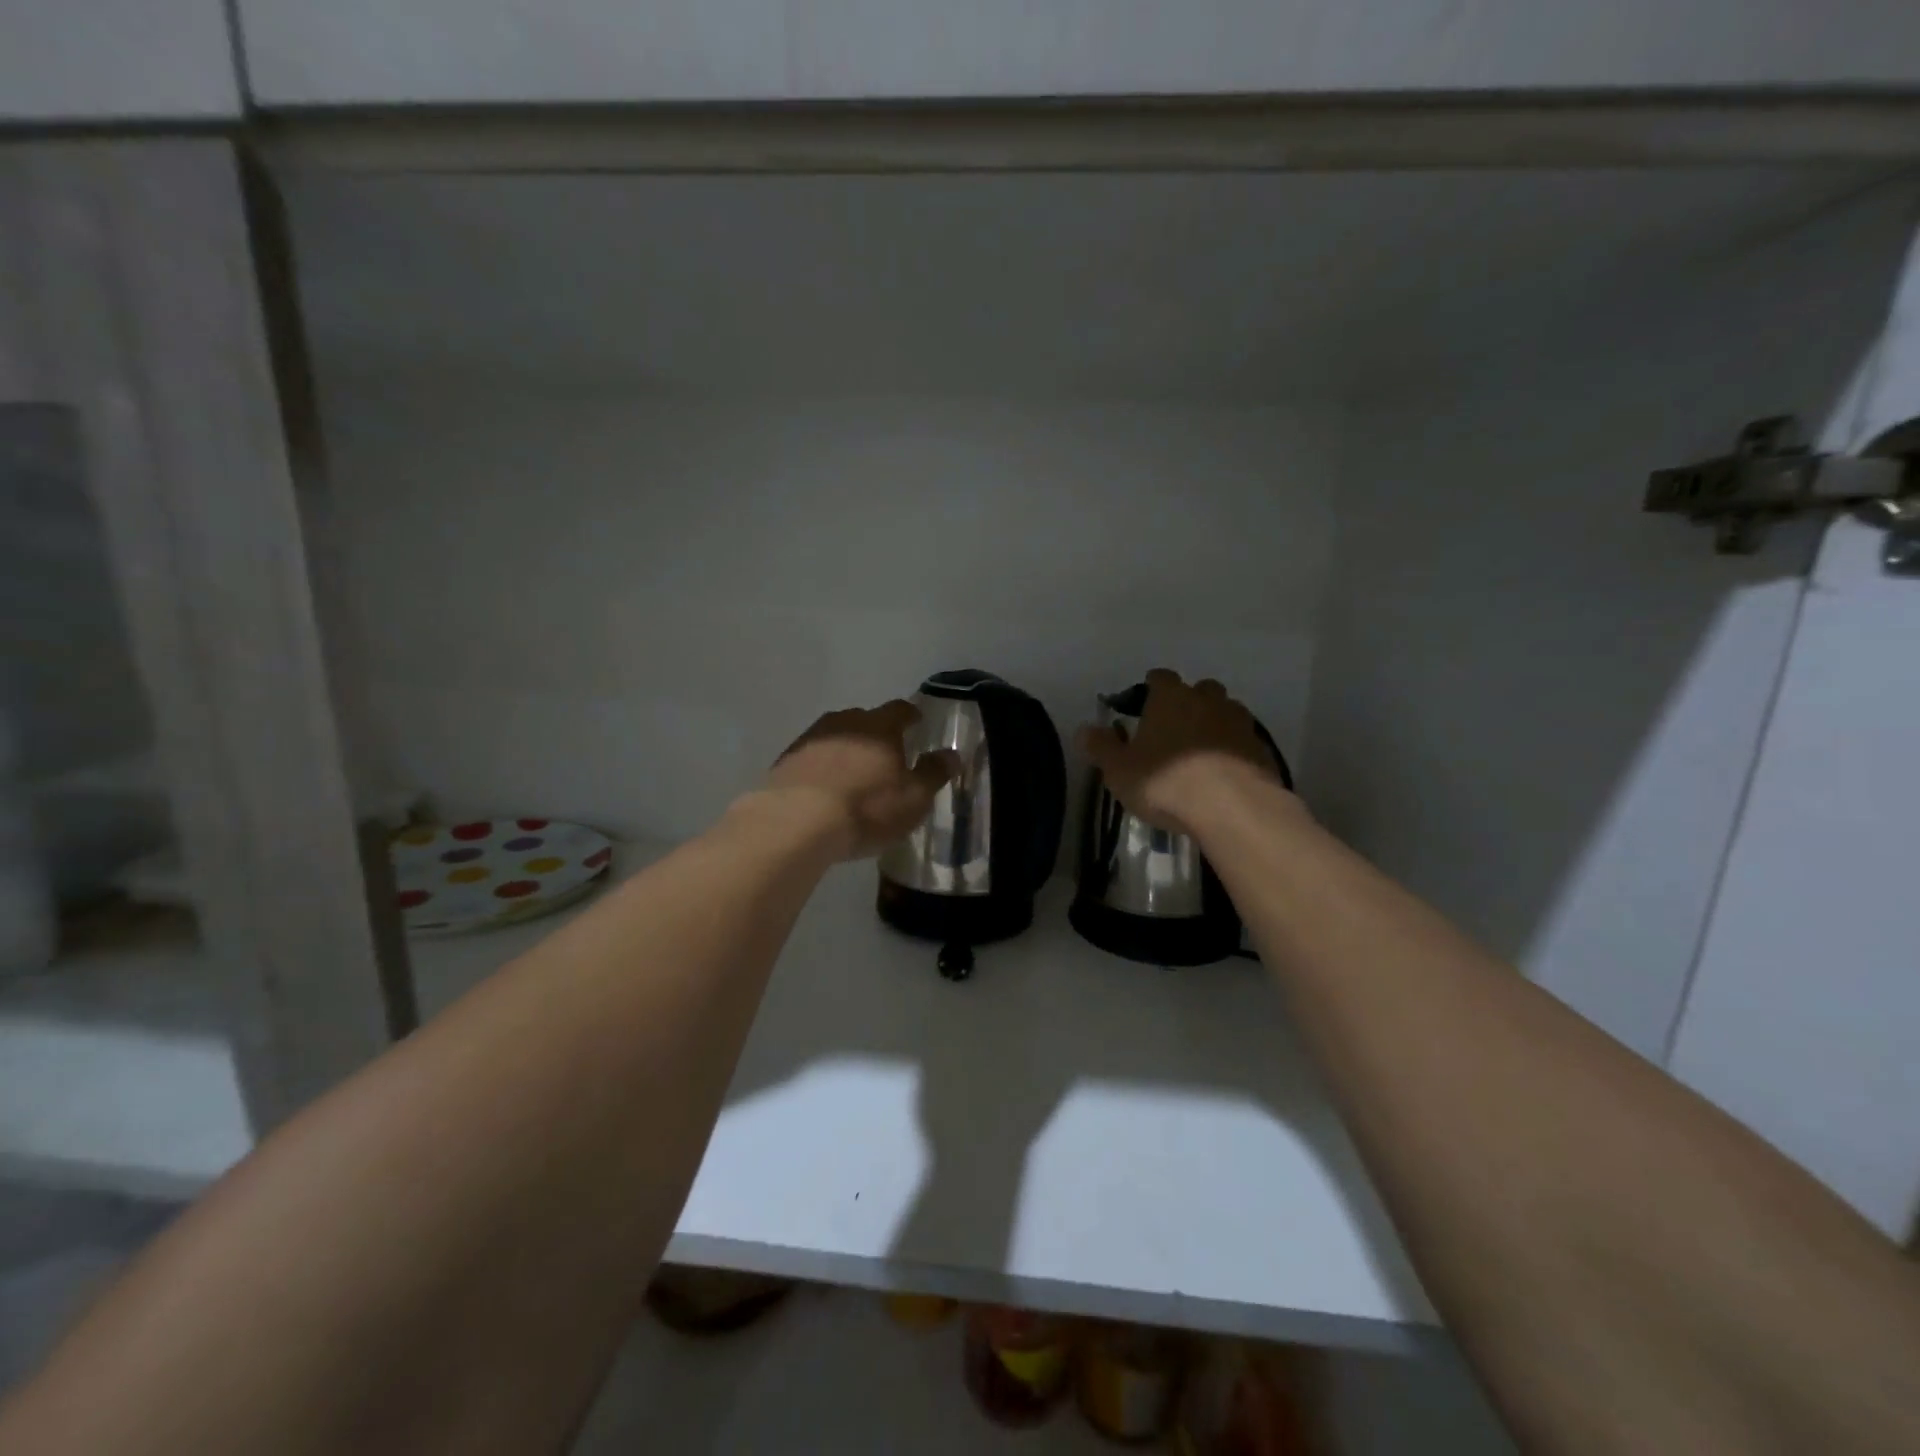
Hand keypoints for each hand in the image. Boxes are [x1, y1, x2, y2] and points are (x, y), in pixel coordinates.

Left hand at [763, 701, 960, 860]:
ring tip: (854, 773)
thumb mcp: (913, 798)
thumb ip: (933, 773)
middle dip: (876, 733)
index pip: (900, 710)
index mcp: (880, 726)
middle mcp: (844, 722)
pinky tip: (824, 788)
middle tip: (886, 754)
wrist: (795, 823)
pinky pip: (812, 757)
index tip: (917, 724)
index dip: (910, 716)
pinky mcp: (785, 761)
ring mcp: (810, 739)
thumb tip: (951, 754)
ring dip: (846, 749)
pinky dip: (822, 767)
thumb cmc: (866, 808)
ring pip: (835, 736)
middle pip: (865, 719)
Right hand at [1076, 669, 1286, 835]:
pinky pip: (1243, 741)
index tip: (1141, 707)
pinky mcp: (1262, 749)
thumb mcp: (1120, 770)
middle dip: (1187, 703)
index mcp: (1171, 697)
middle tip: (1172, 730)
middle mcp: (1208, 700)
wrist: (1234, 808)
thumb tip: (1084, 729)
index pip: (1159, 677)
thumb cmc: (1167, 783)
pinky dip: (1232, 750)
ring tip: (1199, 753)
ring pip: (1225, 712)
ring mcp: (1240, 723)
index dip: (1149, 689)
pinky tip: (1222, 774)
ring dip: (1213, 724)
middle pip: (1199, 690)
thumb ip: (1101, 747)